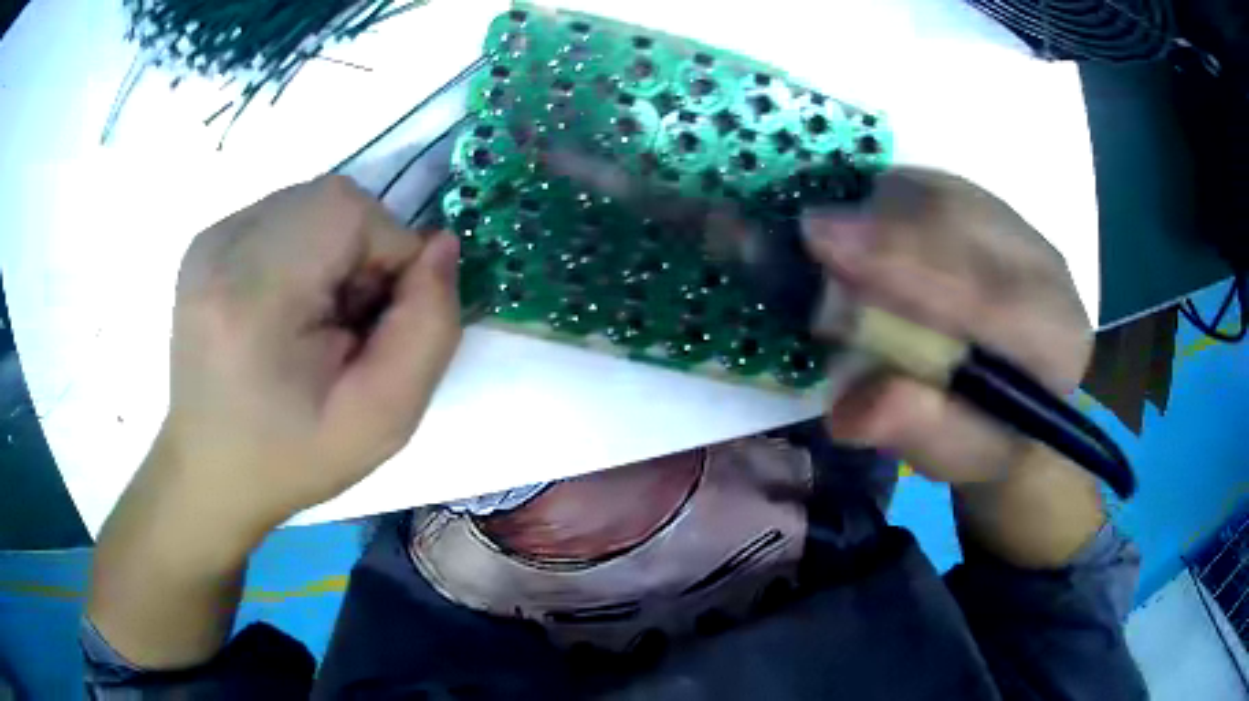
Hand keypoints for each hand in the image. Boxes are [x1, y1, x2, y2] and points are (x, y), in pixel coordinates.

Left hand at [160, 174, 460, 534]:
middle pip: (330, 197)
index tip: (378, 318)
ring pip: (310, 201)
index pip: (348, 211)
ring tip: (312, 316)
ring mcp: (208, 241)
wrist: (210, 470)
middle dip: (362, 249)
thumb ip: (429, 330)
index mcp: (252, 297)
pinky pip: (282, 214)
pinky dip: (304, 247)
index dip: (388, 251)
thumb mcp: (382, 422)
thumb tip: (440, 246)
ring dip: (333, 248)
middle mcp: (221, 249)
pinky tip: (284, 305)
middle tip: (347, 321)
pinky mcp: (205, 242)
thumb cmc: (292, 458)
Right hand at [803, 168, 1092, 485]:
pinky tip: (871, 237)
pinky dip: (888, 204)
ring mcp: (1019, 229)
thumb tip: (853, 412)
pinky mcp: (991, 207)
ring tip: (843, 254)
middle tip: (815, 238)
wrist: (1015, 393)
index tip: (826, 247)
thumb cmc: (988, 432)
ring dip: (881, 213)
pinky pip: (930, 185)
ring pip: (941, 192)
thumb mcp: (957, 453)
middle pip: (963, 218)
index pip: (989, 291)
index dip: (907, 265)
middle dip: (885, 226)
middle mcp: (1047, 270)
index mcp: (1055, 340)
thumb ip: (920, 432)